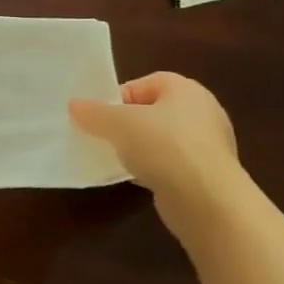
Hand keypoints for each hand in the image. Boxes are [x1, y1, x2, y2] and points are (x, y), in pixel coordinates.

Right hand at [68, 72, 238, 205]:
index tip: (100, 115)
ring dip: (139, 147)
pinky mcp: (207, 174)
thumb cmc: (164, 147)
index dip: (119, 96)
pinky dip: (153, 168)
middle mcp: (203, 112)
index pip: (145, 83)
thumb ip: (93, 112)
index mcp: (186, 90)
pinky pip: (171, 163)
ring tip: (117, 158)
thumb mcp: (118, 123)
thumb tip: (75, 106)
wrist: (207, 201)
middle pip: (152, 110)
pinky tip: (136, 178)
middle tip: (105, 134)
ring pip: (161, 139)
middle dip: (127, 122)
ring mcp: (208, 145)